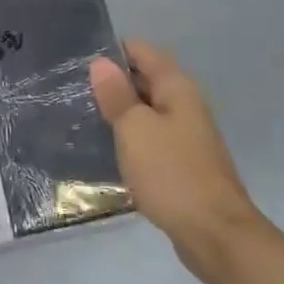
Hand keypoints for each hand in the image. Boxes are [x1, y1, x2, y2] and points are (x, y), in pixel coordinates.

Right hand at [90, 40, 266, 283]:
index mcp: (177, 89)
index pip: (143, 52)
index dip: (112, 50)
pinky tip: (104, 147)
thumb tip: (101, 62)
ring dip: (118, 111)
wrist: (214, 233)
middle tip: (69, 87)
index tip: (77, 59)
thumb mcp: (135, 129)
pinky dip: (128, 136)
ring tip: (79, 114)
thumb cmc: (171, 173)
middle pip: (145, 79)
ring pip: (146, 110)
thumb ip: (118, 95)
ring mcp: (185, 136)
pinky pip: (149, 137)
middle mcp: (184, 105)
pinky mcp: (180, 163)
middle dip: (112, 80)